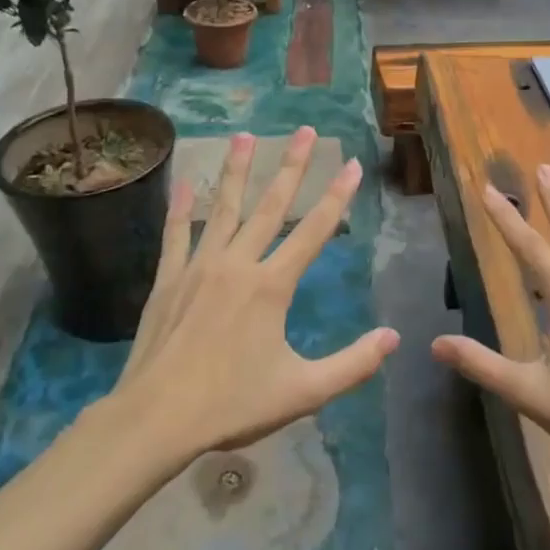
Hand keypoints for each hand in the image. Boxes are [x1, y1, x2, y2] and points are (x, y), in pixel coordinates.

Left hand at [113, 127, 396, 459]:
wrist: (156, 419)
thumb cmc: (232, 404)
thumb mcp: (303, 391)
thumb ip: (352, 364)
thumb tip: (393, 338)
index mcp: (272, 286)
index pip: (314, 230)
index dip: (337, 196)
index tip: (351, 164)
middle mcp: (238, 264)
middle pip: (270, 205)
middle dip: (291, 165)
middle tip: (305, 130)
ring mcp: (199, 267)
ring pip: (223, 208)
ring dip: (237, 170)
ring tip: (245, 135)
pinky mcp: (169, 279)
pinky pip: (177, 234)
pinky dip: (181, 207)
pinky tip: (185, 182)